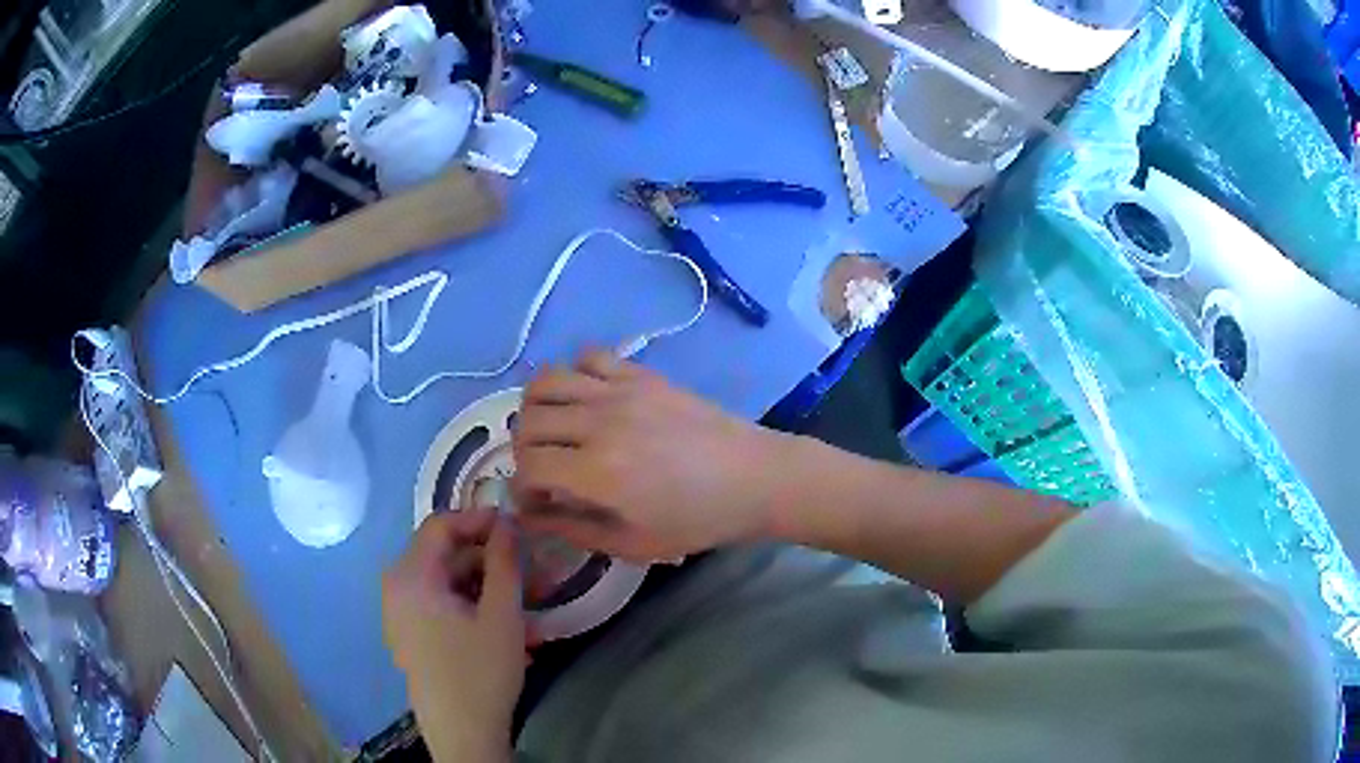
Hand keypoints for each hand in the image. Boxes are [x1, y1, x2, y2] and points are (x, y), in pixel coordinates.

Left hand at [382, 509, 523, 762]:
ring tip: (530, 608)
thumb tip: (508, 522)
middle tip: (534, 574)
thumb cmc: (480, 672)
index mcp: (410, 577)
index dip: (480, 520)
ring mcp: (401, 615)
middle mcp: (397, 588)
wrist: (462, 734)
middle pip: (444, 556)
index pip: (440, 525)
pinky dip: (474, 608)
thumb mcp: (501, 615)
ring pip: (447, 584)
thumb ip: (504, 562)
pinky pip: (442, 606)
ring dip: (488, 588)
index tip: (518, 529)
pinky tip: (508, 630)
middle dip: (491, 561)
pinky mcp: (411, 636)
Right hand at [511, 351, 788, 561]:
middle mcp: (600, 422)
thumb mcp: (632, 543)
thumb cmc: (698, 521)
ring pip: (546, 381)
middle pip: (527, 422)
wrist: (755, 477)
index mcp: (598, 472)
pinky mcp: (641, 374)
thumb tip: (525, 517)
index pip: (527, 467)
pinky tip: (590, 401)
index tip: (539, 503)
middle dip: (524, 451)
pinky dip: (575, 375)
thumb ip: (571, 530)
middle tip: (546, 470)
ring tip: (556, 431)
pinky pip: (589, 356)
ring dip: (537, 409)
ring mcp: (620, 390)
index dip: (522, 489)